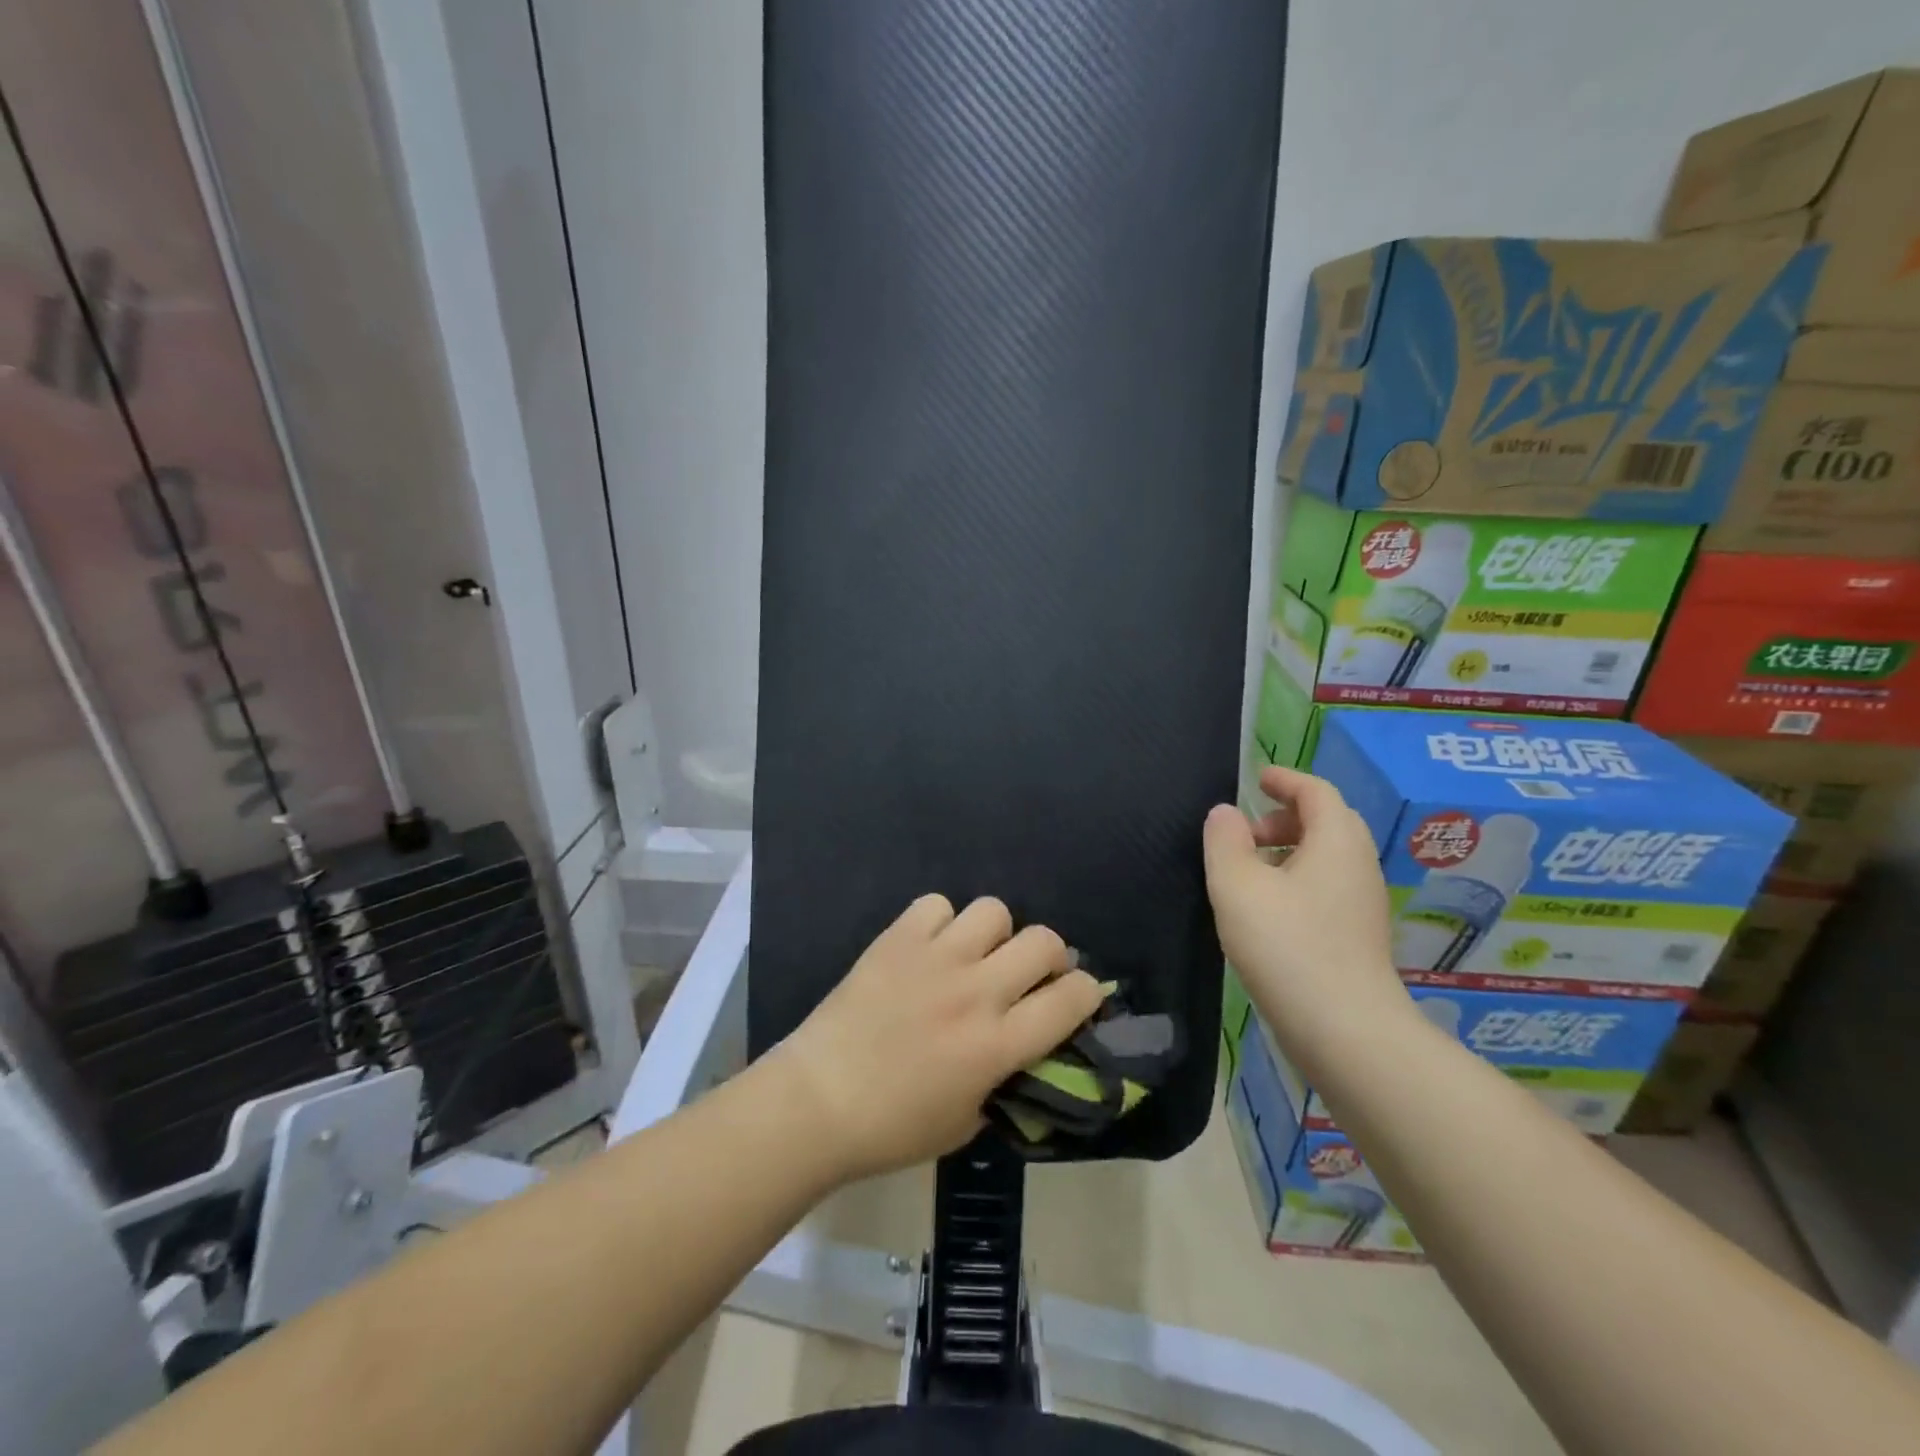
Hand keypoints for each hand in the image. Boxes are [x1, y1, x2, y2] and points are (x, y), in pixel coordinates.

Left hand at [767, 894, 1106, 1183]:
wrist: (818, 1100)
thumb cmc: (893, 1127)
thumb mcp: (966, 1123)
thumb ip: (1005, 1082)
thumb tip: (1025, 1051)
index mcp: (997, 1044)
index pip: (1071, 999)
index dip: (1086, 993)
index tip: (1077, 998)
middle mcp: (975, 991)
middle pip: (1043, 941)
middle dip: (1051, 956)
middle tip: (1030, 975)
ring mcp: (935, 958)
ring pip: (994, 911)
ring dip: (995, 934)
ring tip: (976, 954)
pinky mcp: (898, 938)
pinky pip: (937, 905)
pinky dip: (940, 922)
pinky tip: (929, 947)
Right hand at [1203, 765, 1412, 1073]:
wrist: (1345, 1030)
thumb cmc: (1286, 945)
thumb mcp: (1237, 885)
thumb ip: (1224, 841)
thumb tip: (1225, 814)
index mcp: (1336, 841)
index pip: (1316, 791)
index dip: (1285, 780)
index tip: (1257, 779)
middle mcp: (1358, 865)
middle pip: (1326, 822)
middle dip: (1284, 817)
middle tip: (1245, 832)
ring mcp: (1363, 903)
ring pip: (1326, 857)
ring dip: (1288, 851)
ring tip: (1247, 872)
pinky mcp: (1358, 936)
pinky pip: (1327, 887)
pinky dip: (1297, 880)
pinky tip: (1267, 909)